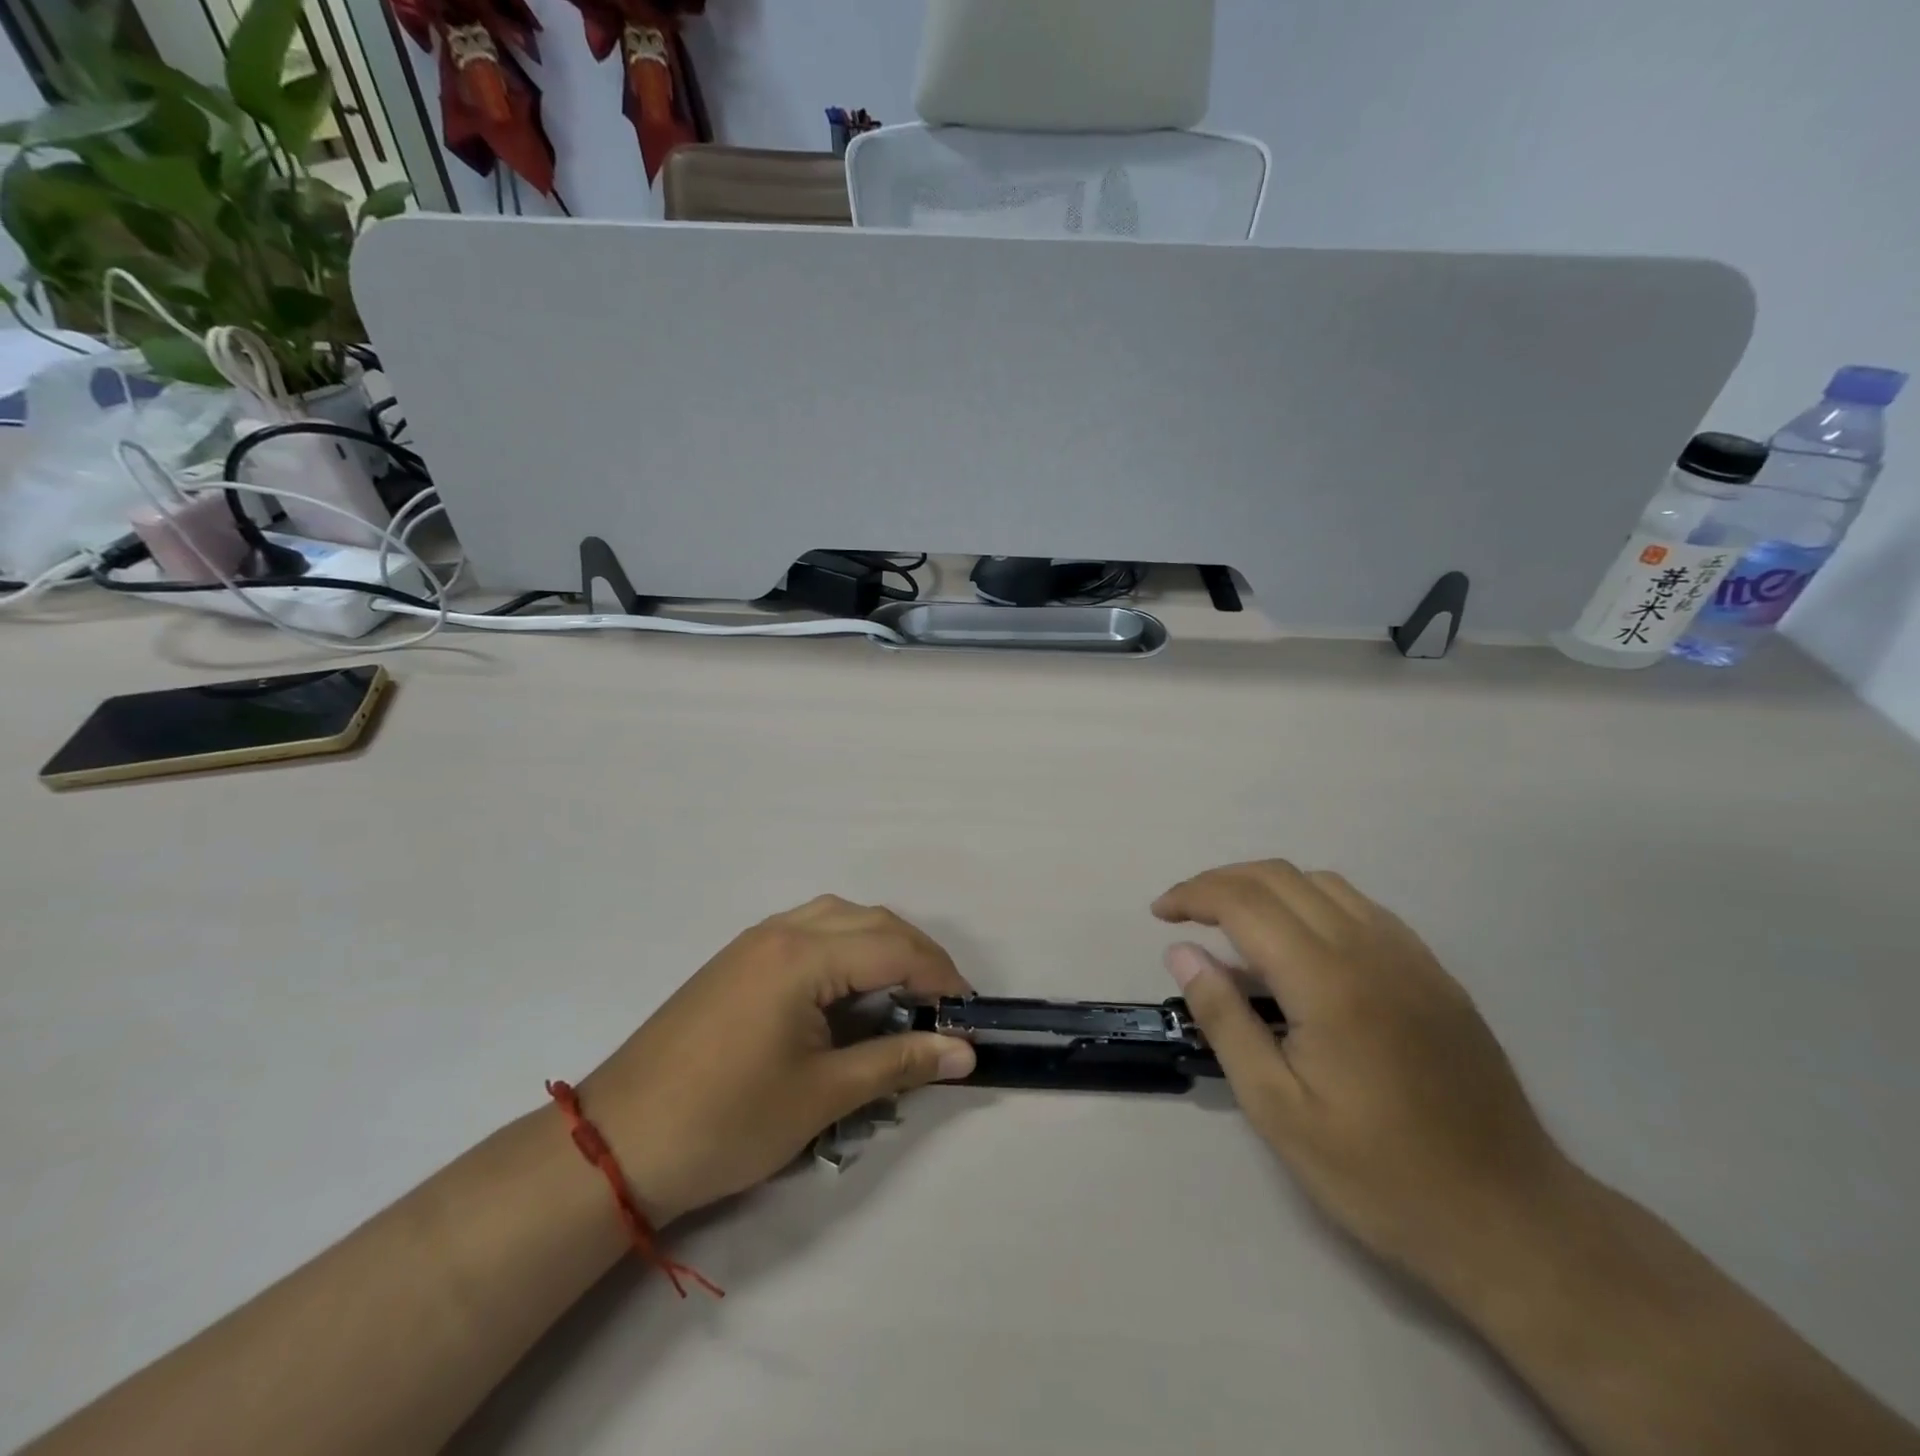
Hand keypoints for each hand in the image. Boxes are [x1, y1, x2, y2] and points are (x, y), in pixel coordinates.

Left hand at [580, 896, 977, 1224]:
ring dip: (879, 944)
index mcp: (803, 956)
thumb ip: (897, 1063)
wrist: (617, 1145)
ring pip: (838, 917)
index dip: (939, 975)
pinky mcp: (737, 959)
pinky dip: (844, 947)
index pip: (894, 947)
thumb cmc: (726, 1122)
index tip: (966, 1012)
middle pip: (870, 921)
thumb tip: (964, 1052)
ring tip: (902, 991)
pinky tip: (848, 988)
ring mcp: (754, 941)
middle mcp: (781, 931)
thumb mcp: (822, 1096)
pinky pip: (808, 930)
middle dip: (916, 954)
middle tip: (942, 1003)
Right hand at [1155, 860, 1573, 1295]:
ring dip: (1265, 885)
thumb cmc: (1379, 1174)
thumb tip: (1182, 953)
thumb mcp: (1278, 1110)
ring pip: (1322, 882)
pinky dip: (1311, 901)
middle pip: (1279, 877)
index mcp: (1327, 981)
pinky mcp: (1434, 972)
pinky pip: (1361, 907)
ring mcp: (1410, 955)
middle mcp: (1369, 948)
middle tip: (1183, 912)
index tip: (1159, 914)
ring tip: (1233, 921)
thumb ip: (1225, 1019)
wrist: (1511, 1219)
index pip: (1243, 902)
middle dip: (1220, 882)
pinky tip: (1300, 942)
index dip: (1193, 895)